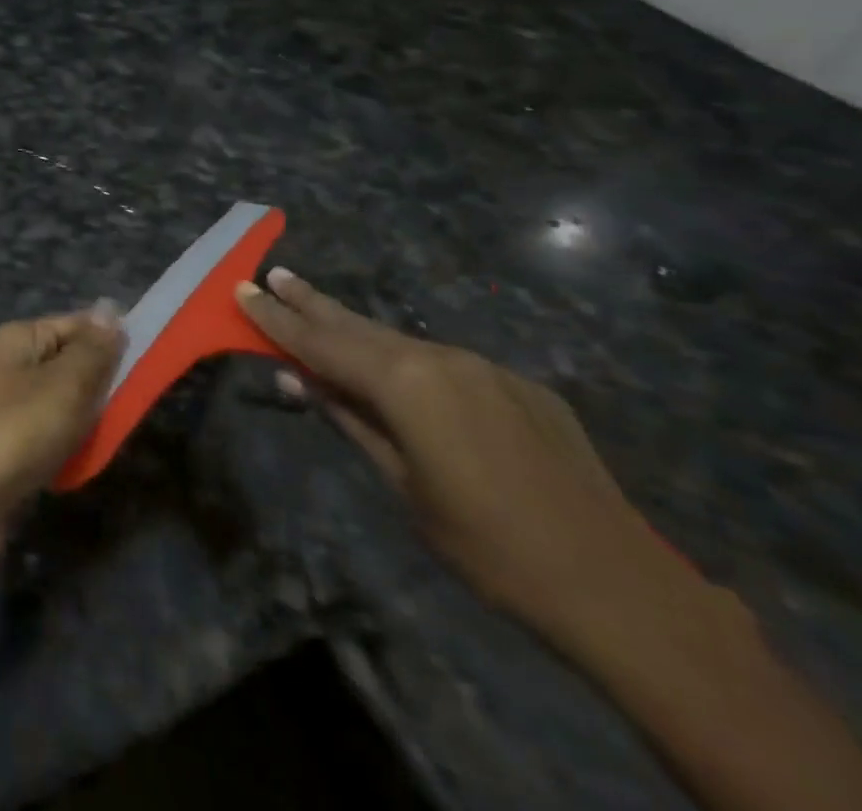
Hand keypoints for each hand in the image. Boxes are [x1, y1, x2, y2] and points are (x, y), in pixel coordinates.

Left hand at [0, 308, 123, 536]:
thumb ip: (93, 350)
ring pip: (65, 404)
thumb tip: (110, 311)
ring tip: (108, 438)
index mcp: (20, 338)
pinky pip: (52, 436)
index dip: (111, 339)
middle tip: (132, 407)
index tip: (149, 361)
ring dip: (89, 421)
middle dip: (102, 385)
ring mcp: (9, 408)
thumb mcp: (65, 383)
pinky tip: (83, 464)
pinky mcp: (10, 447)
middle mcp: (12, 365)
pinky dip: (70, 448)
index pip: (76, 324)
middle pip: (72, 364)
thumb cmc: (17, 430)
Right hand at [236, 268, 677, 645]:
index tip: (242, 289)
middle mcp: (442, 358)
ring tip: (320, 312)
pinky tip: (400, 375)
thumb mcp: (403, 486)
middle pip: (359, 326)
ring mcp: (487, 368)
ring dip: (358, 331)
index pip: (321, 342)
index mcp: (406, 382)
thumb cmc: (489, 547)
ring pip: (403, 342)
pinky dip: (409, 362)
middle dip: (312, 302)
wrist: (620, 588)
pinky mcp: (521, 386)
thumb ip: (350, 421)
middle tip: (276, 274)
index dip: (276, 319)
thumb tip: (300, 379)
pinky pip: (447, 365)